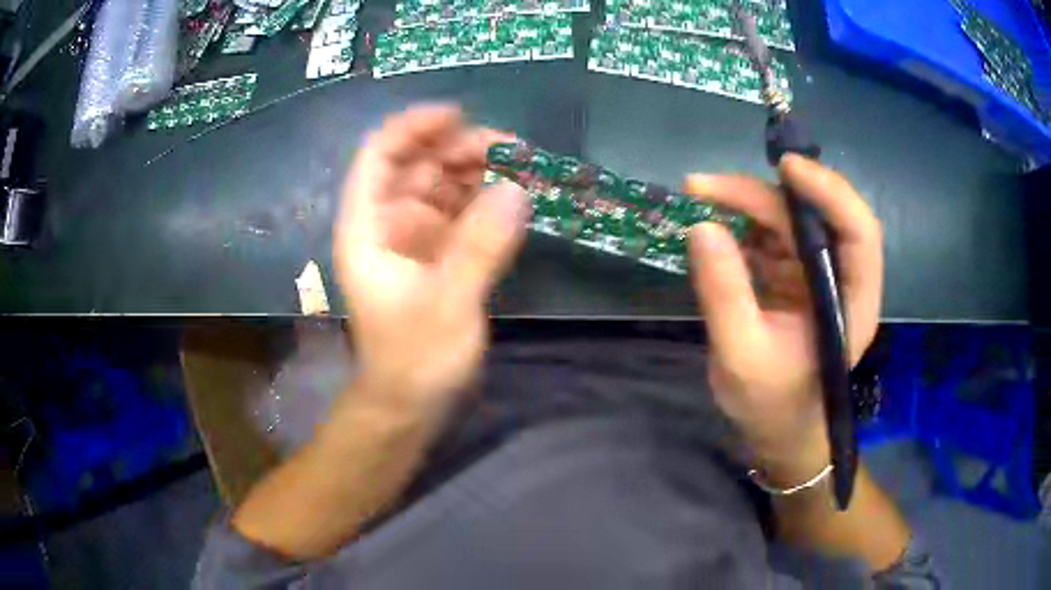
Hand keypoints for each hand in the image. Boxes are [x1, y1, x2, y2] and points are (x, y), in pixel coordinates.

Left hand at [334, 105, 529, 421]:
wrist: (410, 403)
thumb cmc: (414, 359)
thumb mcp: (447, 304)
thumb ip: (480, 246)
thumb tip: (517, 189)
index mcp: (369, 227)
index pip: (379, 156)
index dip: (413, 127)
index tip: (459, 115)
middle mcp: (388, 224)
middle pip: (417, 166)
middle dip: (459, 149)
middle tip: (511, 148)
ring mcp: (415, 239)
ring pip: (442, 187)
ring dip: (478, 172)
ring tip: (522, 167)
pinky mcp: (439, 255)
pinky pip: (461, 214)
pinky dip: (486, 202)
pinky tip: (515, 197)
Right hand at [684, 155, 882, 483]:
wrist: (776, 430)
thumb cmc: (771, 405)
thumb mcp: (741, 356)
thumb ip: (724, 294)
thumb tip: (702, 227)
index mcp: (852, 302)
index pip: (858, 232)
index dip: (829, 192)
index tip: (785, 167)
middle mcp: (841, 279)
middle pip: (814, 216)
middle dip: (762, 195)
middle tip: (703, 187)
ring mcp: (818, 275)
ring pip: (790, 220)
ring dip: (747, 204)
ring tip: (700, 198)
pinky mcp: (795, 277)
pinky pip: (772, 237)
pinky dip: (743, 227)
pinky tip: (715, 232)